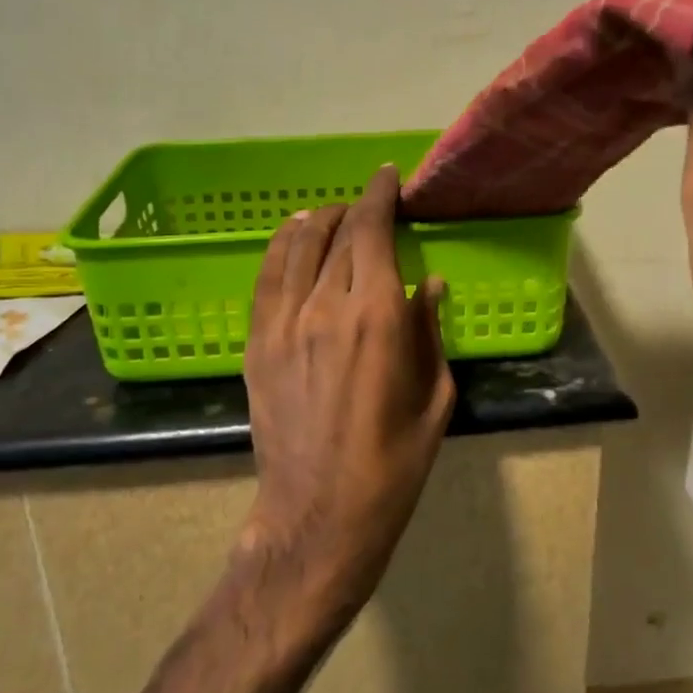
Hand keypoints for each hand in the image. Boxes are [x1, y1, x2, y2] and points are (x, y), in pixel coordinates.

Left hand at [238, 165, 455, 637]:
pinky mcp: (257, 343)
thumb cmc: (393, 463)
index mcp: (376, 316)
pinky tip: (292, 237)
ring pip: (296, 246)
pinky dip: (280, 247)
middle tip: (371, 205)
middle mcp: (325, 306)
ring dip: (317, 221)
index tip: (388, 177)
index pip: (373, 231)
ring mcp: (283, 323)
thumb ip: (430, 330)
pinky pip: (266, 277)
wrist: (319, 515)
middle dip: (356, 208)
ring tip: (333, 215)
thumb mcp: (434, 397)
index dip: (381, 196)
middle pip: (337, 234)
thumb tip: (428, 284)